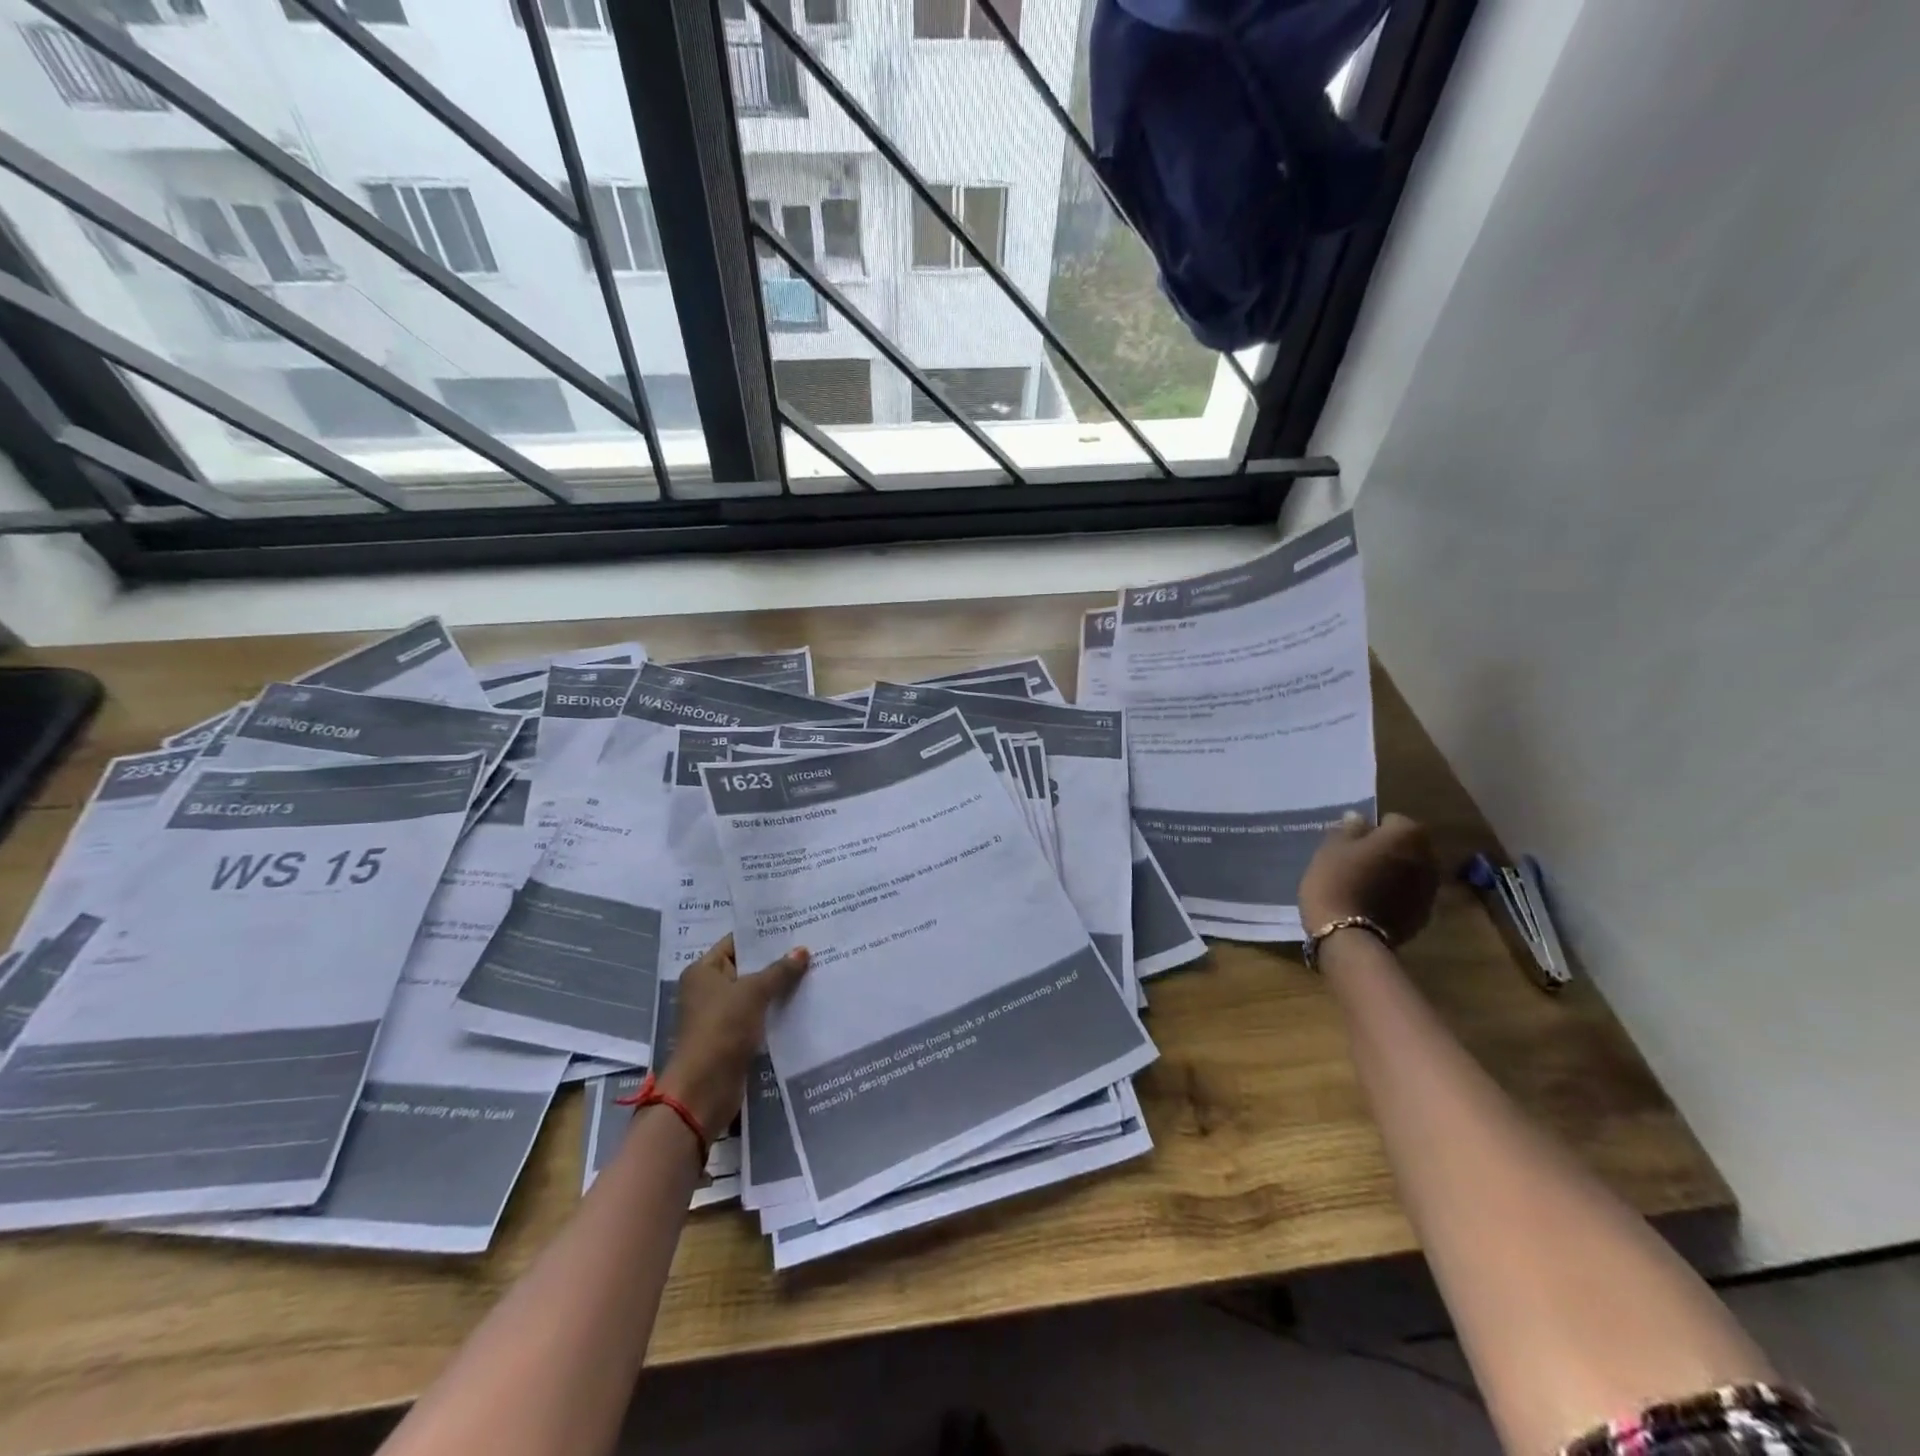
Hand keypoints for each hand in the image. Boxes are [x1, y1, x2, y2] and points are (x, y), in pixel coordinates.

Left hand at [657, 935, 808, 1135]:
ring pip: (756, 994)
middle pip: (747, 968)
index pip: (736, 943)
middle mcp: (708, 990)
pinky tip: (803, 1002)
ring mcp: (721, 1015)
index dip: (763, 935)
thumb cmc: (722, 1028)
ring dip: (779, 987)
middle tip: (811, 947)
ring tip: (814, 970)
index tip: (794, 927)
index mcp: (703, 971)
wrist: (705, 1089)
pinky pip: (759, 1016)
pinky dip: (776, 1010)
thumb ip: (779, 971)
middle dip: (776, 961)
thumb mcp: (753, 992)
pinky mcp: (733, 1038)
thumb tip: (803, 951)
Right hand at [1298, 811, 1439, 945]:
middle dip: (1388, 850)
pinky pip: (1409, 896)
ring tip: (1365, 884)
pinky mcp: (1424, 916)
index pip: (1392, 820)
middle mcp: (1428, 858)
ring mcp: (1430, 890)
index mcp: (1407, 835)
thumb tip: (1358, 817)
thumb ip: (1349, 829)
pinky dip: (1396, 895)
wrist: (1348, 936)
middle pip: (1407, 846)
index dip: (1371, 829)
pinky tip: (1372, 904)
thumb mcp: (1331, 848)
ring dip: (1394, 873)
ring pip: (1410, 872)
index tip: (1352, 842)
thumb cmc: (1336, 881)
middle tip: (1358, 860)